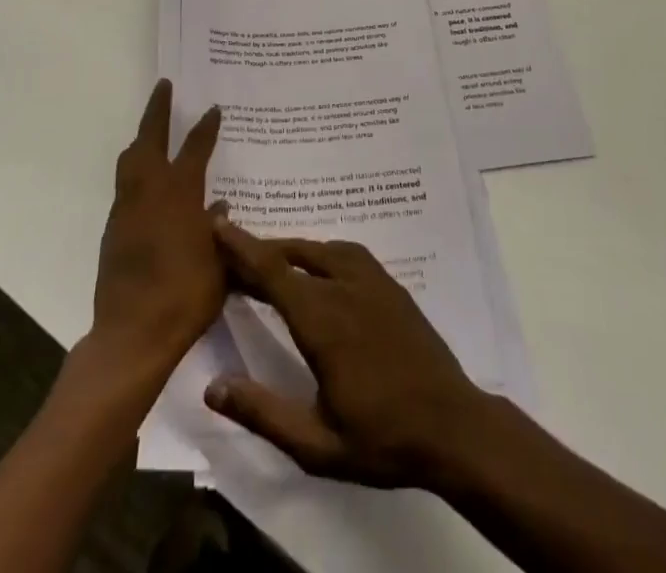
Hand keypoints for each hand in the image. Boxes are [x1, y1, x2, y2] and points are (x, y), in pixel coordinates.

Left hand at [89, 81, 224, 381]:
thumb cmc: (186, 296)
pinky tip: (146, 183)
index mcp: (181, 193)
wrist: (133, 333)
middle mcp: (151, 191)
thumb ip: (222, 232)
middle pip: (150, 138)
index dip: (206, 127)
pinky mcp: (114, 229)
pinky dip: (135, 171)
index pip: (196, 148)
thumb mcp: (219, 264)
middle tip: (164, 86)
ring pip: (130, 159)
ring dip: (141, 138)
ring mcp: (127, 208)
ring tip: (150, 130)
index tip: (213, 109)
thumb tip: (220, 208)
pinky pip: (125, 185)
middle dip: (158, 110)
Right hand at [203, 219, 494, 489]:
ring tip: (268, 260)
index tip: (217, 222)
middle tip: (231, 253)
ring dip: (289, 249)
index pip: (272, 270)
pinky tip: (317, 266)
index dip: (241, 245)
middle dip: (258, 250)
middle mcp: (343, 287)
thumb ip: (263, 413)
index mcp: (321, 320)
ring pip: (319, 248)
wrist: (453, 425)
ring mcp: (371, 280)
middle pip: (291, 254)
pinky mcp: (389, 284)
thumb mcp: (316, 444)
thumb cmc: (381, 438)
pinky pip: (346, 252)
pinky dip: (320, 251)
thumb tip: (212, 386)